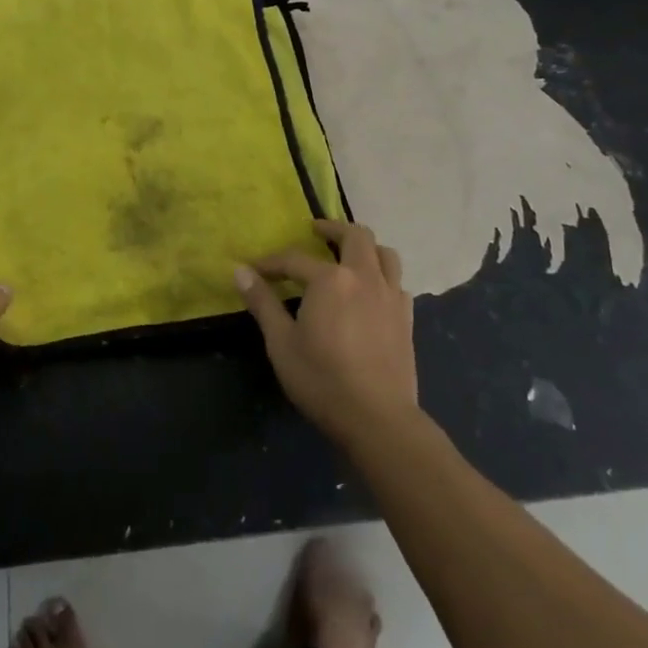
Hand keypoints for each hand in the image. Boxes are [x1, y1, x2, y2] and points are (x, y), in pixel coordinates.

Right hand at [235, 219, 417, 444]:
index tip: (255, 270)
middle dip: (332, 228)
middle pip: (355, 235)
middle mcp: (364, 277)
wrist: (379, 419)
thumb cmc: (322, 379)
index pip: (294, 259)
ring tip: (348, 255)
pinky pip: (397, 282)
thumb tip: (240, 271)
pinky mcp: (406, 318)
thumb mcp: (281, 343)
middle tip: (315, 231)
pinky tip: (370, 292)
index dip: (271, 263)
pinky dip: (383, 276)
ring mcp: (390, 296)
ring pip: (384, 253)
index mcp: (330, 280)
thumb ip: (262, 303)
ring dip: (365, 247)